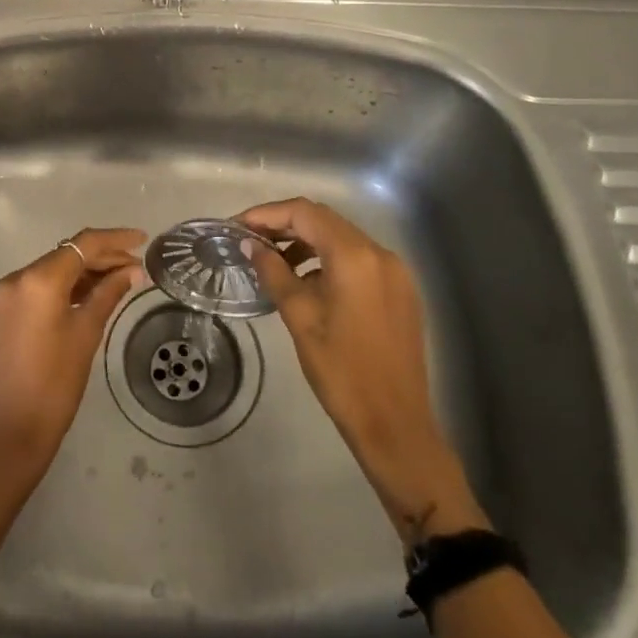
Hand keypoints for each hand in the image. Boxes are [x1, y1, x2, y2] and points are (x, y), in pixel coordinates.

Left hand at [0, 227, 146, 482]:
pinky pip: (41, 287)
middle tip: (137, 267)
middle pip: (67, 255)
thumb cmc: (55, 383)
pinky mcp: (5, 311)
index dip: (115, 240)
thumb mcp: (87, 333)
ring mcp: (7, 294)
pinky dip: (67, 287)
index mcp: (37, 279)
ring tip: (122, 279)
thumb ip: (109, 294)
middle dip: (103, 257)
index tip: (143, 239)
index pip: (83, 245)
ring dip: (86, 272)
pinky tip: (93, 294)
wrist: (13, 431)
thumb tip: (133, 271)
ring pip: (54, 270)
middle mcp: (17, 278)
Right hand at [237, 198, 485, 544]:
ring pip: (342, 239)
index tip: (237, 227)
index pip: (305, 213)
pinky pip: (358, 260)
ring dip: (306, 241)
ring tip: (272, 260)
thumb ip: (274, 273)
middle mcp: (380, 253)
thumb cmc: (341, 371)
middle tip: (249, 240)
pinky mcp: (400, 291)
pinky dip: (328, 259)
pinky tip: (306, 280)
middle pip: (325, 221)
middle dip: (284, 224)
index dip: (267, 214)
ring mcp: (395, 271)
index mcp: (355, 257)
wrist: (395, 424)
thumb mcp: (300, 318)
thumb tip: (250, 245)